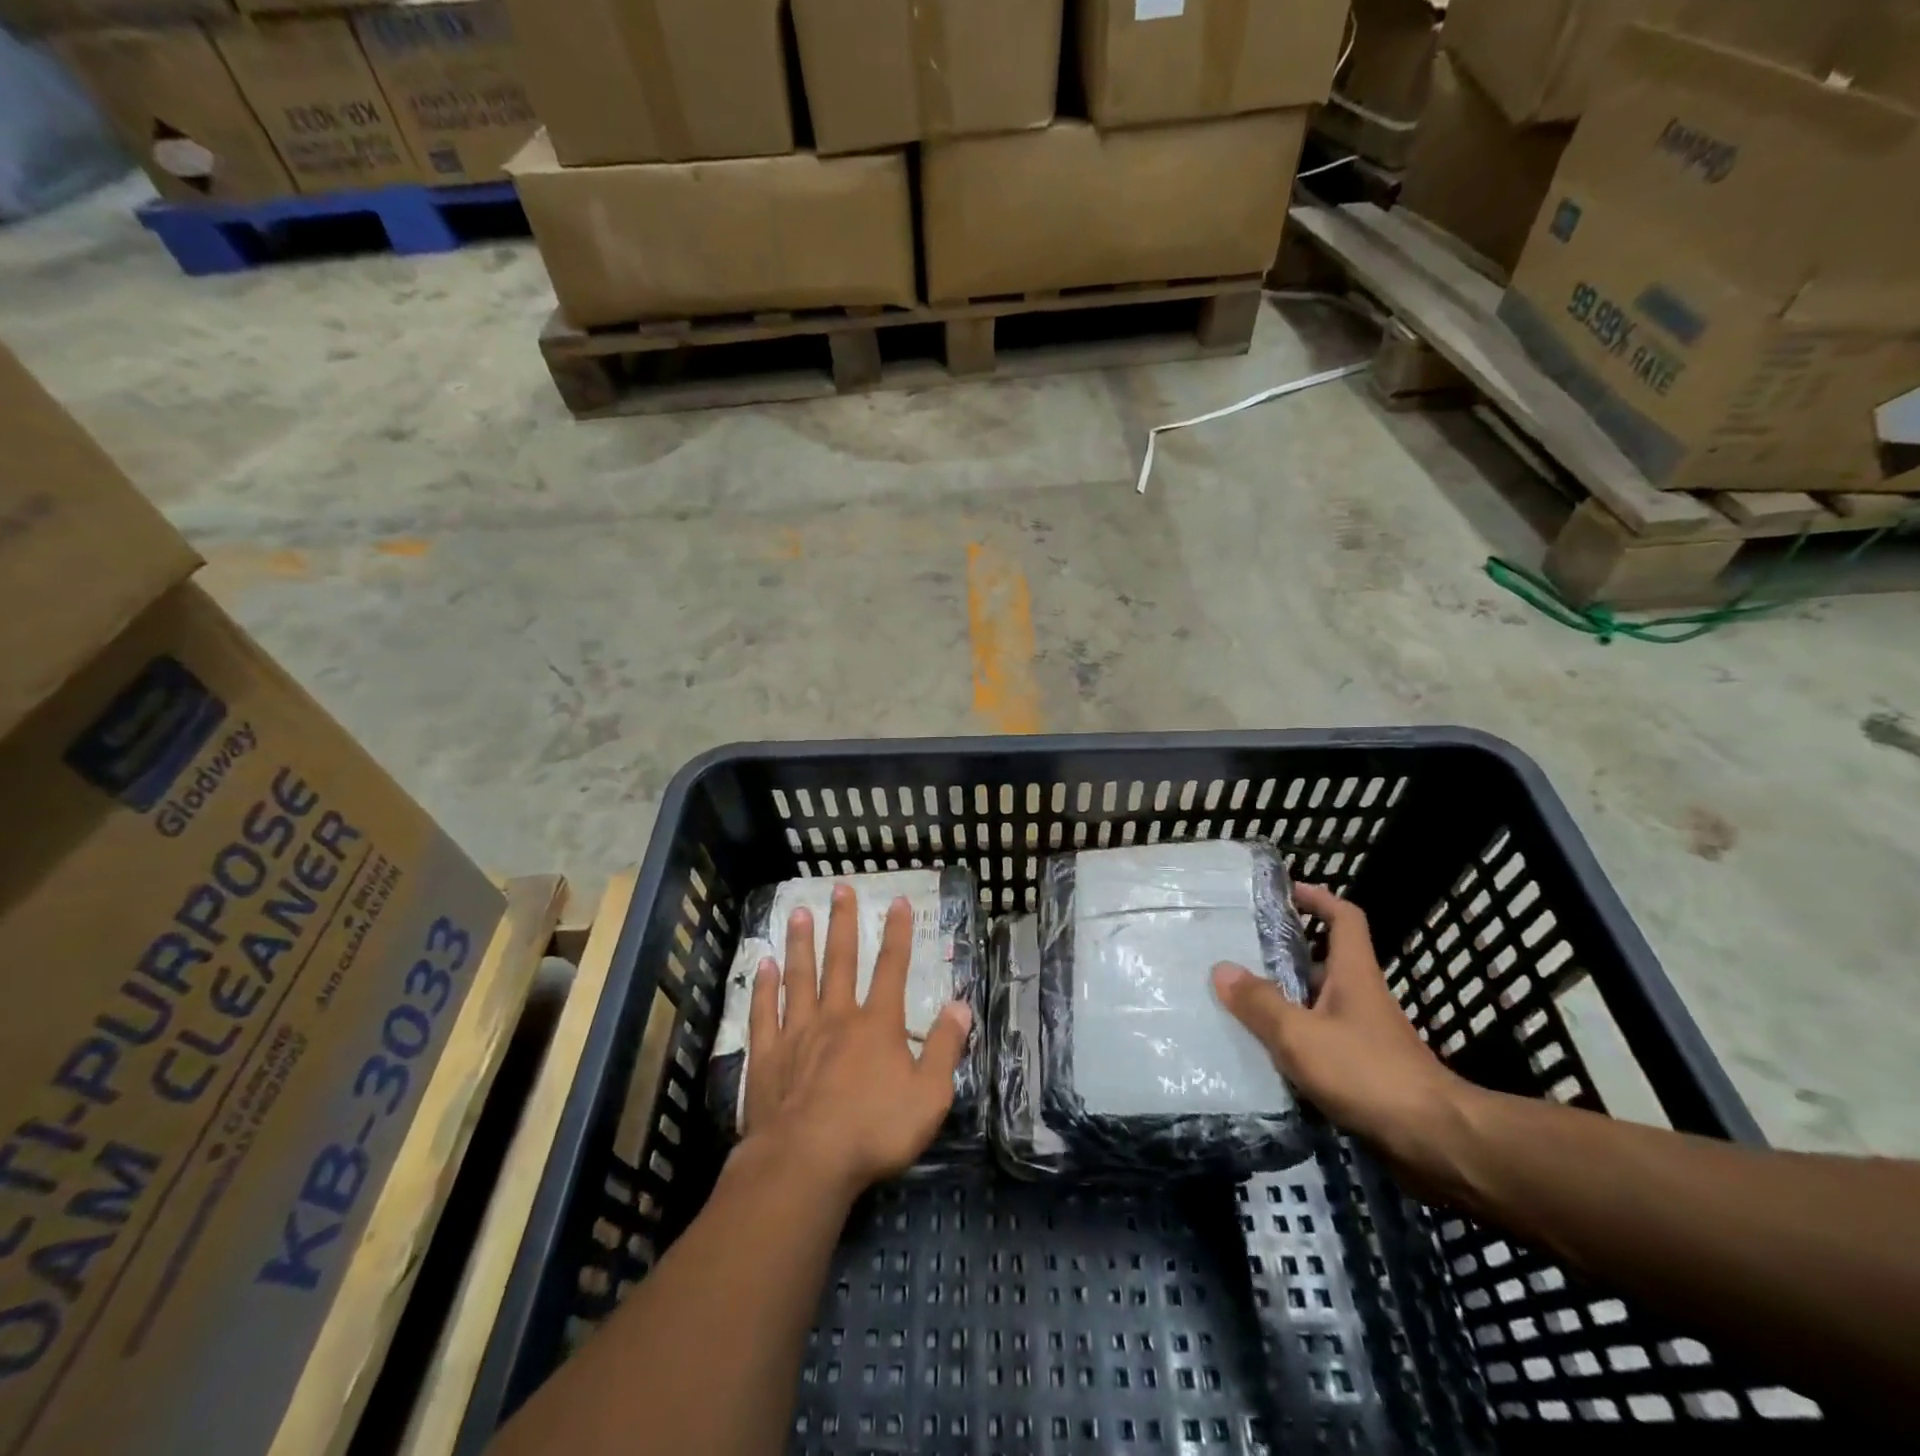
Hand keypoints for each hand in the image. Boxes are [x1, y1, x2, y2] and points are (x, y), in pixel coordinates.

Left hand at [742, 884, 972, 1199]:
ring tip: (800, 911)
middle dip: (844, 923)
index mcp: (877, 1024)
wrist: (806, 1163)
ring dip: (802, 942)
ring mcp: (797, 1033)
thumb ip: (946, 1047)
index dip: (898, 934)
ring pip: (800, 977)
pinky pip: (764, 1012)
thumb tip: (961, 1004)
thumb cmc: (875, 1130)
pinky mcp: (767, 1056)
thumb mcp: (929, 1095)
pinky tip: (763, 965)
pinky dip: (764, 987)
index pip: (892, 968)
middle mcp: (837, 1017)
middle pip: (841, 960)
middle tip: (840, 888)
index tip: (898, 901)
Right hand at [1212, 883, 1474, 1183]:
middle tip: (1239, 951)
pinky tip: (1264, 1051)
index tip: (1285, 892)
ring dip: (1285, 998)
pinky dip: (1295, 1038)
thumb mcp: (1301, 1035)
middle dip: (1285, 953)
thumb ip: (1260, 1003)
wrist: (1435, 1142)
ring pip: (1318, 1002)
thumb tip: (1222, 969)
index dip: (1318, 898)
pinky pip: (1321, 1039)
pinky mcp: (1365, 1069)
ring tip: (1238, 1001)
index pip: (1344, 918)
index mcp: (1353, 974)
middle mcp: (1361, 996)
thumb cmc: (1368, 1073)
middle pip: (1324, 960)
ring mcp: (1366, 1034)